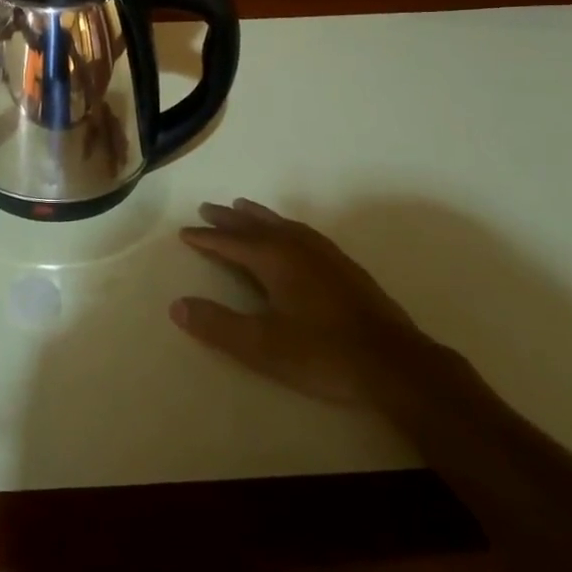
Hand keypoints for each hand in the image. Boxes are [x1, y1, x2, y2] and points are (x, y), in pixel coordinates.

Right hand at [170, 199, 420, 405]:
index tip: (184, 232)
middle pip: (255, 225)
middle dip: (228, 219)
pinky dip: (284, 225)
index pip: (230, 243)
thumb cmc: (323, 354)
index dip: (206, 238)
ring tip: (243, 207)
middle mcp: (296, 247)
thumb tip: (176, 306)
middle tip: (207, 208)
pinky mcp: (345, 266)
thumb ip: (218, 325)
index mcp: (274, 260)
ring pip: (282, 224)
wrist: (395, 364)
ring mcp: (324, 254)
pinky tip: (291, 234)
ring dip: (257, 216)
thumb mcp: (262, 346)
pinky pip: (303, 232)